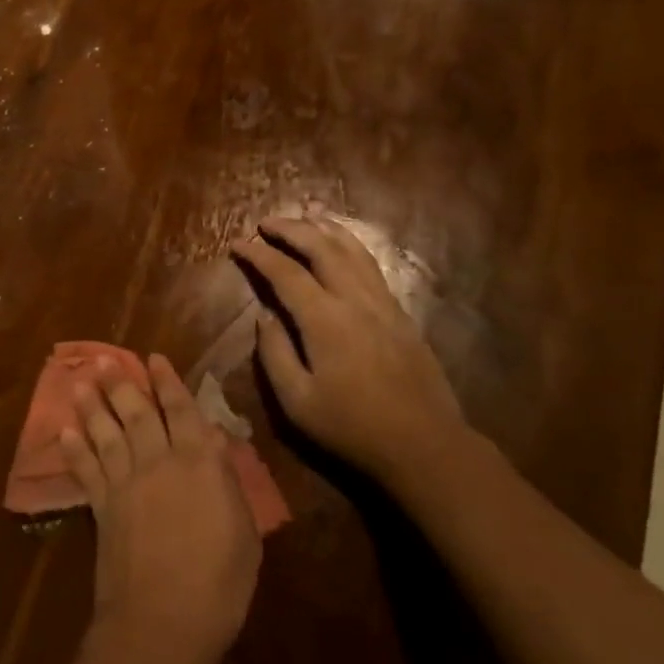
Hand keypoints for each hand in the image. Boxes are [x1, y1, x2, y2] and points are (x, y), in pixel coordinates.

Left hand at [58, 354, 260, 663]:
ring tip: (80, 382)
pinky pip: (86, 469)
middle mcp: (158, 461)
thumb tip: (215, 442)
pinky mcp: (102, 507)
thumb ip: (227, 481)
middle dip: (121, 383)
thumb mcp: (244, 533)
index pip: (182, 410)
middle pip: (136, 412)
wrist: (162, 623)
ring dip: (92, 406)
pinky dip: (75, 449)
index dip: (168, 383)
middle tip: (103, 358)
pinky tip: (65, 432)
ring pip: (106, 432)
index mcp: (199, 463)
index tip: (154, 358)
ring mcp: (125, 482)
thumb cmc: (219, 585)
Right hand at [232, 215, 462, 486]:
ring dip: (324, 229)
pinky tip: (342, 246)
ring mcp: (383, 303)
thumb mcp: (297, 402)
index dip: (258, 255)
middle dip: (291, 229)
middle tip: (266, 223)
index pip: (285, 273)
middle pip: (321, 247)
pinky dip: (350, 245)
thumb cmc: (352, 427)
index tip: (238, 244)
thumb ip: (274, 353)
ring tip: (305, 218)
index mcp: (325, 320)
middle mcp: (355, 299)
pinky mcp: (401, 313)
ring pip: (352, 250)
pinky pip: (371, 265)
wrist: (425, 446)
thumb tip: (265, 316)